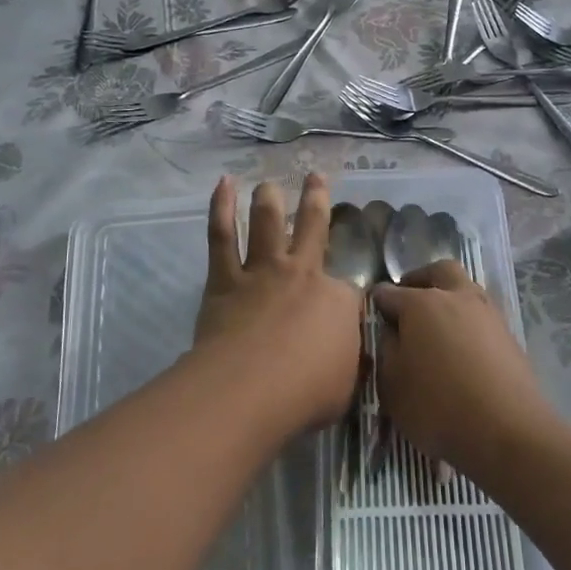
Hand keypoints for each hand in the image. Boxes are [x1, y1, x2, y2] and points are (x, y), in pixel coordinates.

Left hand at [193, 174, 363, 431]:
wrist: (251, 388)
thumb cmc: (306, 393)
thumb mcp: (347, 385)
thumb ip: (348, 363)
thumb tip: (347, 357)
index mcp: (338, 300)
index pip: (349, 292)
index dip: (347, 301)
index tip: (345, 313)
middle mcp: (303, 274)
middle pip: (313, 228)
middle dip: (316, 199)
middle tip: (315, 176)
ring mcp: (262, 271)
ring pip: (267, 222)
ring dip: (268, 199)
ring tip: (267, 183)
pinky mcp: (225, 279)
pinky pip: (222, 235)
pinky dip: (221, 207)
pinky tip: (223, 185)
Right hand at [371, 260, 556, 471]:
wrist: (508, 431)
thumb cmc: (438, 408)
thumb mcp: (391, 385)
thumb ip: (386, 350)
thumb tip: (391, 331)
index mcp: (421, 303)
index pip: (387, 293)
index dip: (376, 304)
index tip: (371, 318)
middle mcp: (456, 296)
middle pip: (437, 272)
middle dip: (419, 281)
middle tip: (408, 305)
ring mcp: (487, 312)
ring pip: (464, 289)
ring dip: (448, 299)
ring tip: (436, 332)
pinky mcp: (508, 334)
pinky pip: (480, 316)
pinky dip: (467, 323)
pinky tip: (461, 351)